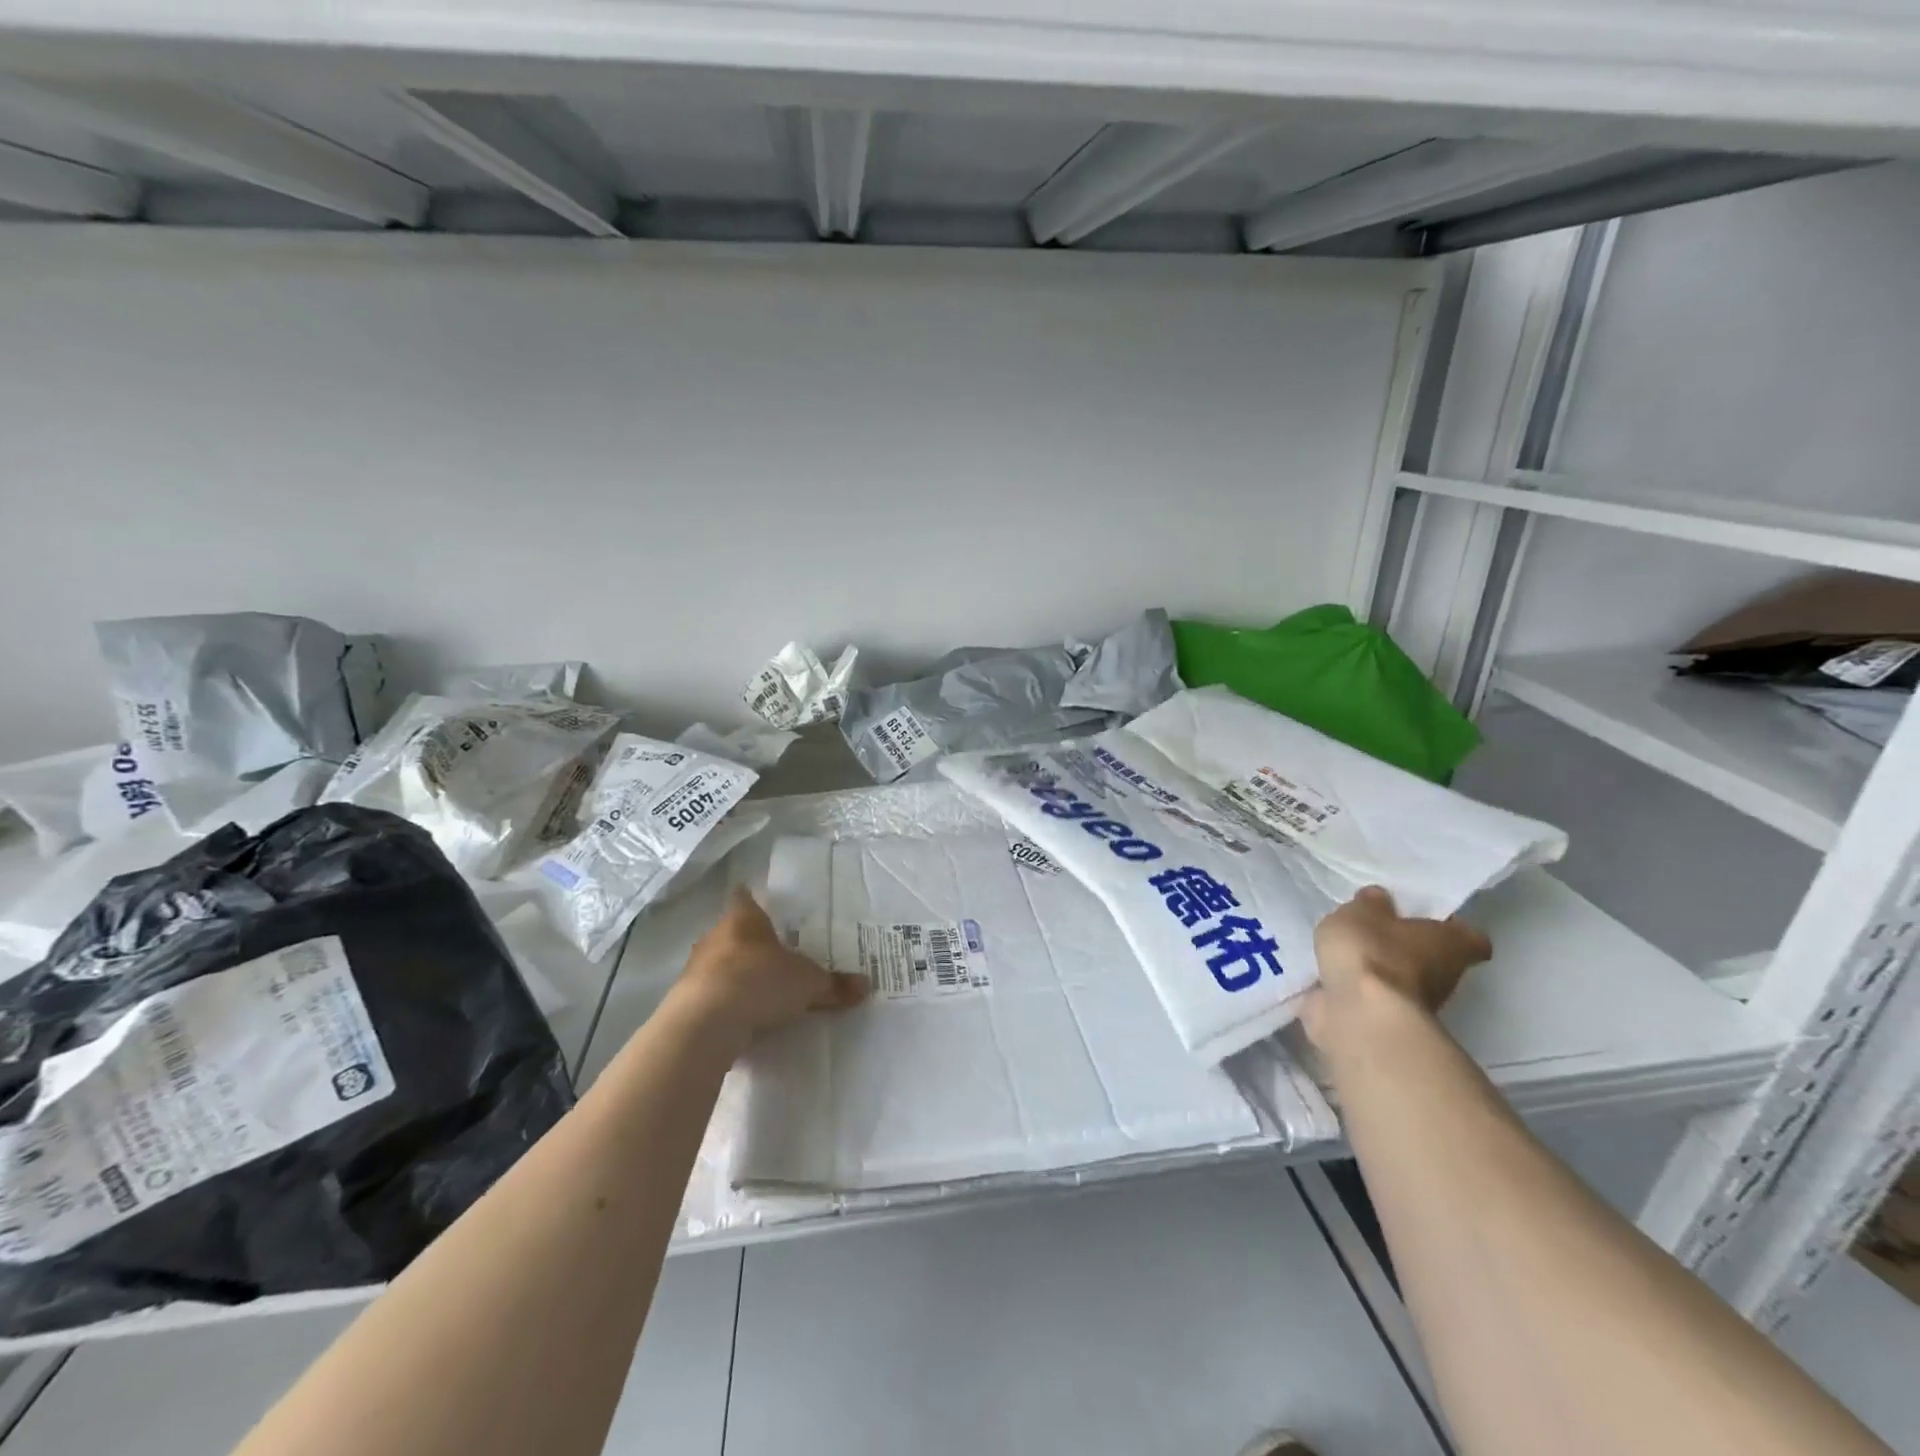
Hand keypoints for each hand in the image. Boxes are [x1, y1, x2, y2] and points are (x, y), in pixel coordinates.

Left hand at [669, 887, 867, 1046]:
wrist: (706, 1023)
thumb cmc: (760, 981)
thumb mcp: (807, 983)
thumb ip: (834, 985)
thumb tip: (866, 986)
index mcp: (743, 918)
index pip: (744, 897)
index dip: (752, 899)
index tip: (760, 902)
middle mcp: (715, 936)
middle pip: (732, 931)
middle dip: (749, 942)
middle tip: (773, 953)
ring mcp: (695, 968)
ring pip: (717, 963)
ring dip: (733, 974)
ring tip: (758, 989)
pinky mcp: (685, 1000)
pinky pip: (709, 994)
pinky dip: (723, 1002)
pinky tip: (739, 1017)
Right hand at [1299, 886, 1491, 1052]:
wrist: (1359, 1015)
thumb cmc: (1372, 953)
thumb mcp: (1362, 912)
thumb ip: (1370, 904)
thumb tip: (1380, 899)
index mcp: (1452, 944)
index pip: (1470, 937)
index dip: (1452, 928)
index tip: (1428, 920)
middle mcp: (1447, 977)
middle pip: (1435, 959)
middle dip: (1409, 949)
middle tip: (1378, 932)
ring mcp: (1419, 1006)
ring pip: (1404, 981)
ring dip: (1382, 972)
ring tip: (1349, 955)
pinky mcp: (1389, 1023)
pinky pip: (1375, 999)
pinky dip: (1360, 991)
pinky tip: (1335, 978)